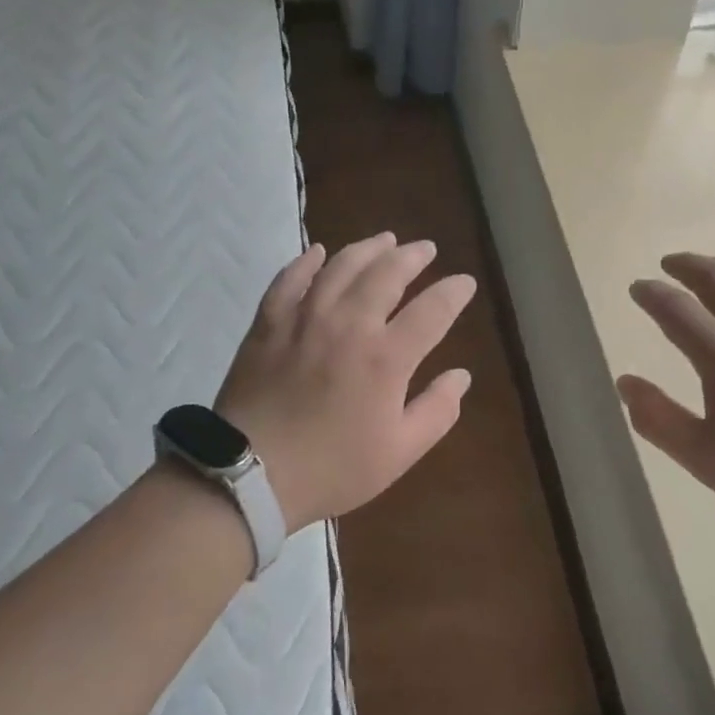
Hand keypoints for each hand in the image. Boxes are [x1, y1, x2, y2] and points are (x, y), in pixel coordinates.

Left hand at [214, 233, 476, 529]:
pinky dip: (306, 261)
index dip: (454, 292)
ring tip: (385, 239)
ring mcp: (305, 318)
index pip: (432, 310)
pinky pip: (289, 279)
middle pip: (387, 273)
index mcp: (387, 357)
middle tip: (425, 248)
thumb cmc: (332, 468)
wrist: (249, 474)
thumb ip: (437, 410)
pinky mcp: (269, 323)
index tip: (465, 283)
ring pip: (341, 266)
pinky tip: (318, 251)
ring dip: (368, 248)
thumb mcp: (399, 452)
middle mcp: (349, 324)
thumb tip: (461, 376)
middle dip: (412, 256)